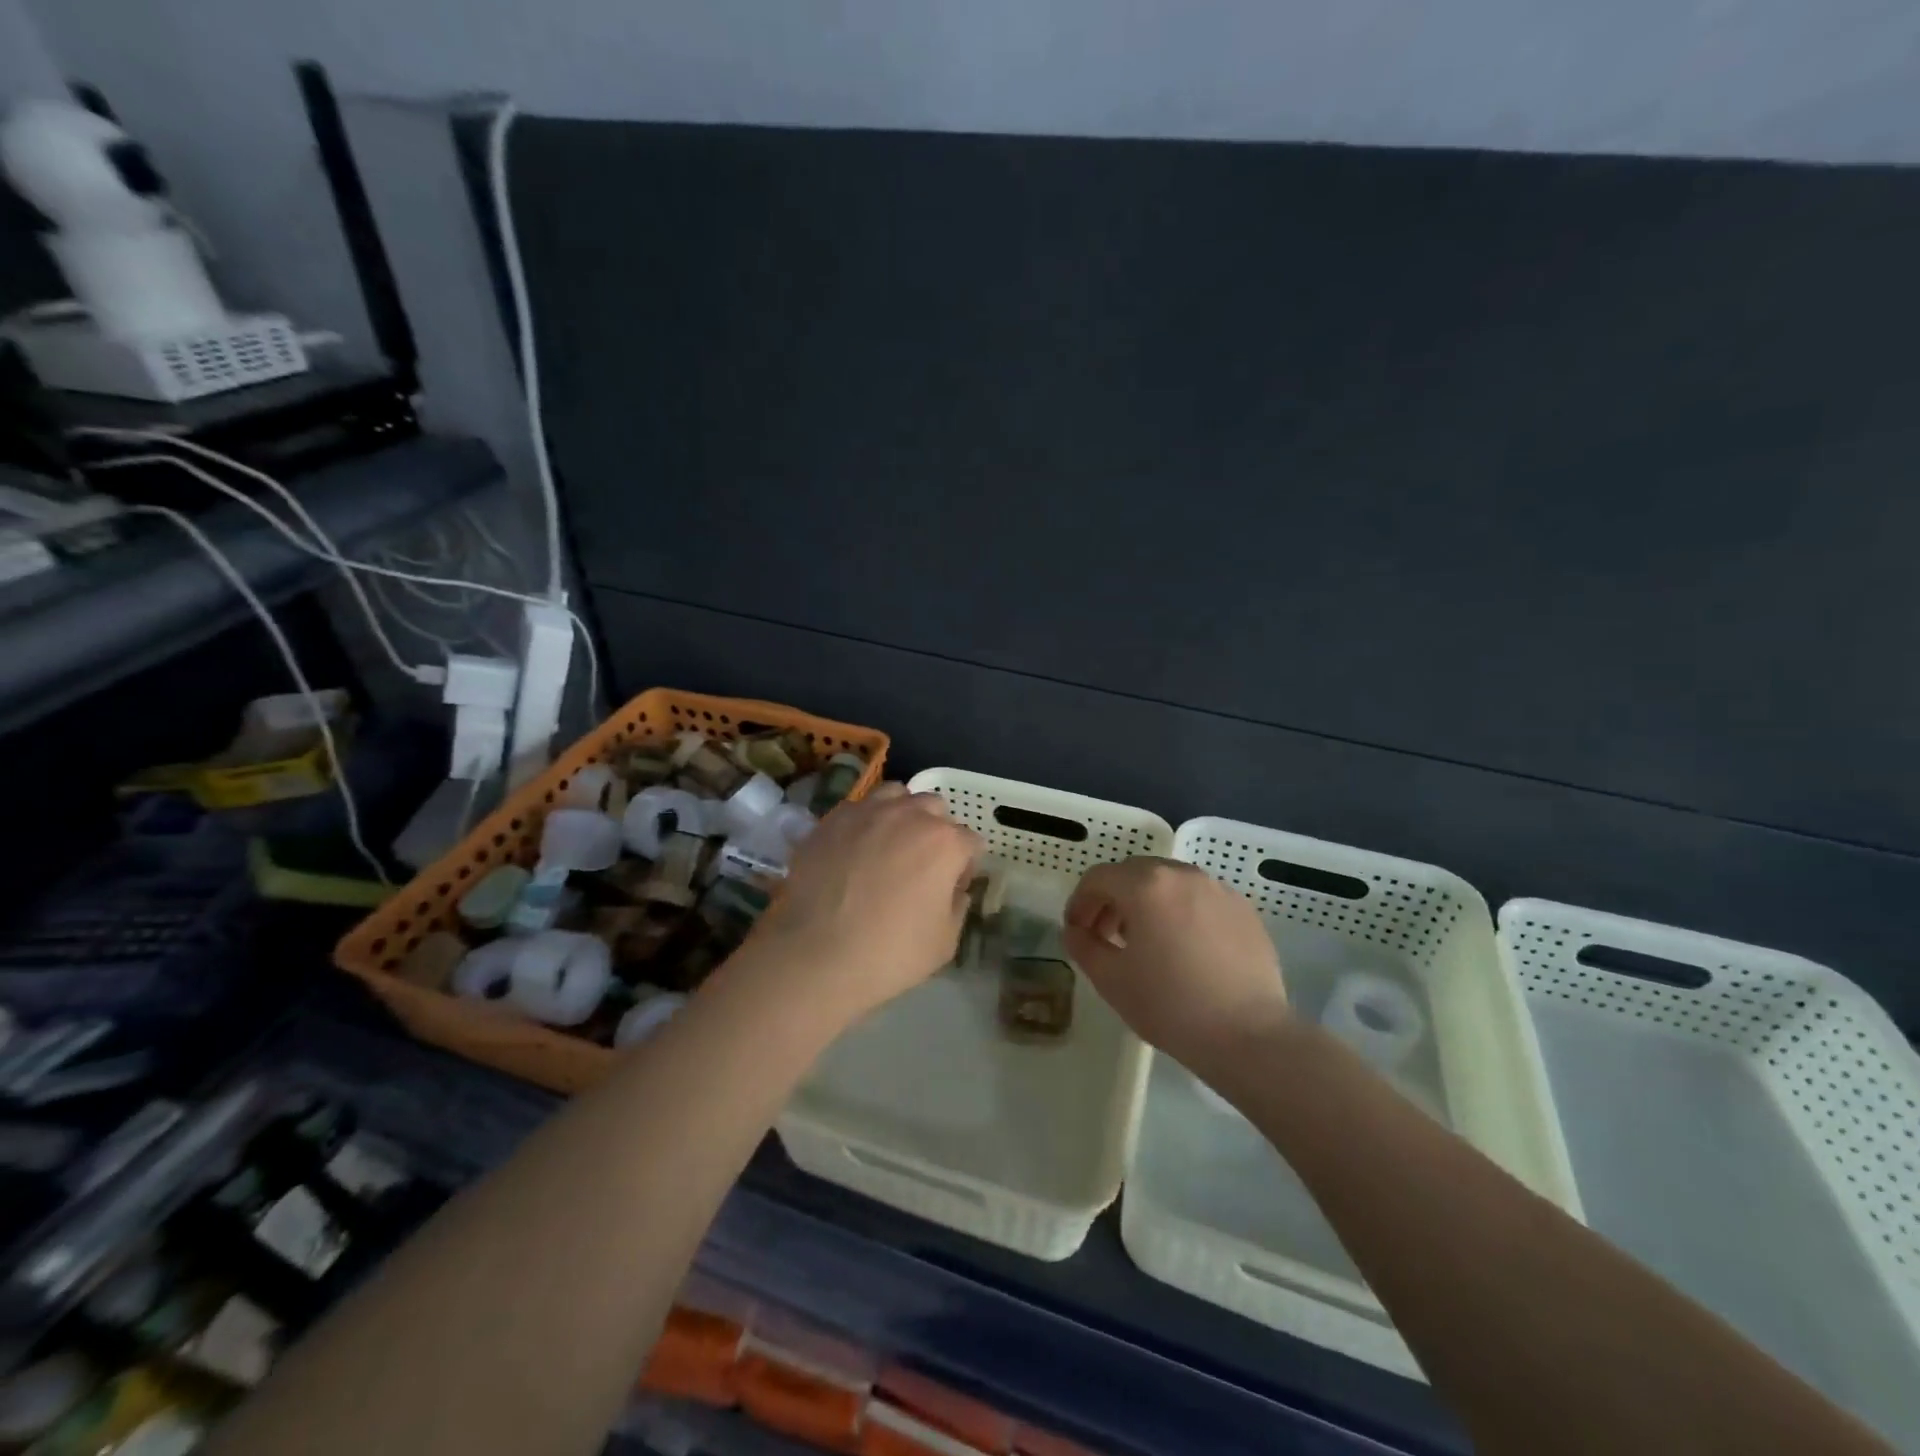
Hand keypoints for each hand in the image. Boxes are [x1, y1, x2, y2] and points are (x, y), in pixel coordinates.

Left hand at [745, 784, 980, 1022]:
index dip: (966, 865)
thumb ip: (958, 906)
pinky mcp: (831, 820)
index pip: (971, 842)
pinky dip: (864, 822)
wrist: (816, 955)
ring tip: (889, 843)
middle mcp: (909, 815)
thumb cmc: (890, 953)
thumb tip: (954, 889)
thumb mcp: (945, 942)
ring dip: (901, 814)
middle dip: (936, 830)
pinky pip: (857, 808)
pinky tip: (855, 849)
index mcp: (945, 843)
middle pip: (935, 808)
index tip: (954, 885)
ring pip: (896, 795)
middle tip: (922, 863)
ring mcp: (867, 812)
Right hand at [1064, 858, 1289, 1073]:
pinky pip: (1200, 899)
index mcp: (1146, 885)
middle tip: (1106, 935)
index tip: (1076, 930)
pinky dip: (1181, 912)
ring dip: (1147, 902)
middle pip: (1134, 873)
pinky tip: (1184, 949)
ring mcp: (1218, 889)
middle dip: (1113, 899)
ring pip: (1169, 883)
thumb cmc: (1170, 1005)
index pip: (1098, 878)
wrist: (1249, 1035)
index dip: (1079, 902)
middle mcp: (1182, 875)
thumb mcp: (1111, 980)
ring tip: (1146, 942)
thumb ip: (1083, 945)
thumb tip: (1075, 930)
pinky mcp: (1244, 909)